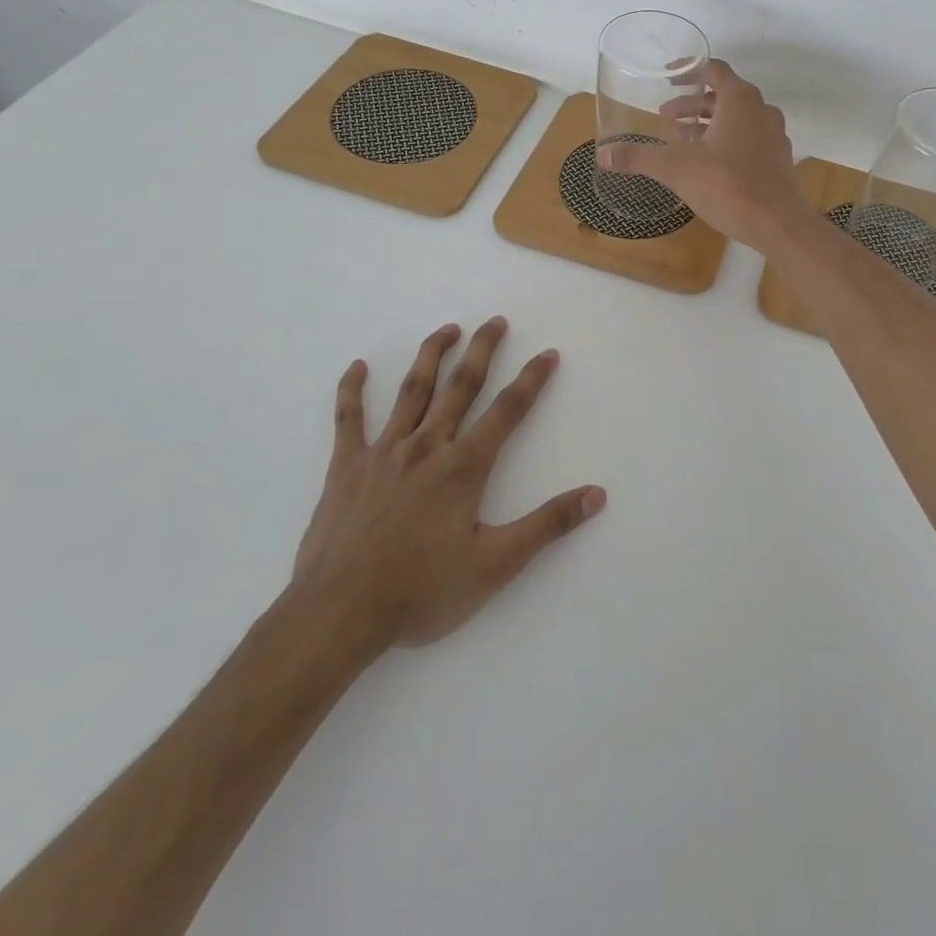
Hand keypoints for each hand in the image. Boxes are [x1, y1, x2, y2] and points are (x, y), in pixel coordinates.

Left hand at [291, 318, 604, 648]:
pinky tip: (356, 367)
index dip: (532, 380)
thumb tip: (596, 495)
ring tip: (448, 329)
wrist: (339, 614)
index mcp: (464, 467)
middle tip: (496, 321)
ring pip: (412, 392)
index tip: (548, 353)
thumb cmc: (422, 592)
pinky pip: (348, 420)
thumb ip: (547, 525)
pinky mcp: (345, 468)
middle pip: (461, 386)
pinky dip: (351, 391)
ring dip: (431, 356)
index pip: (507, 411)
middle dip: (482, 351)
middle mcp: (426, 447)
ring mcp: (383, 453)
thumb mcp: (495, 565)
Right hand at [596, 59, 812, 249]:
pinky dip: (726, 142)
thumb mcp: (676, 169)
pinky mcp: (778, 161)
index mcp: (740, 100)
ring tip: (682, 140)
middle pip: (723, 95)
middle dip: (692, 105)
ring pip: (737, 119)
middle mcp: (761, 110)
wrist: (778, 224)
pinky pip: (748, 140)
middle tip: (665, 118)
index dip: (688, 70)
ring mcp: (774, 136)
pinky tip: (709, 164)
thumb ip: (639, 158)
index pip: (713, 69)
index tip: (667, 78)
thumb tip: (603, 154)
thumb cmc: (728, 186)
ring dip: (709, 124)